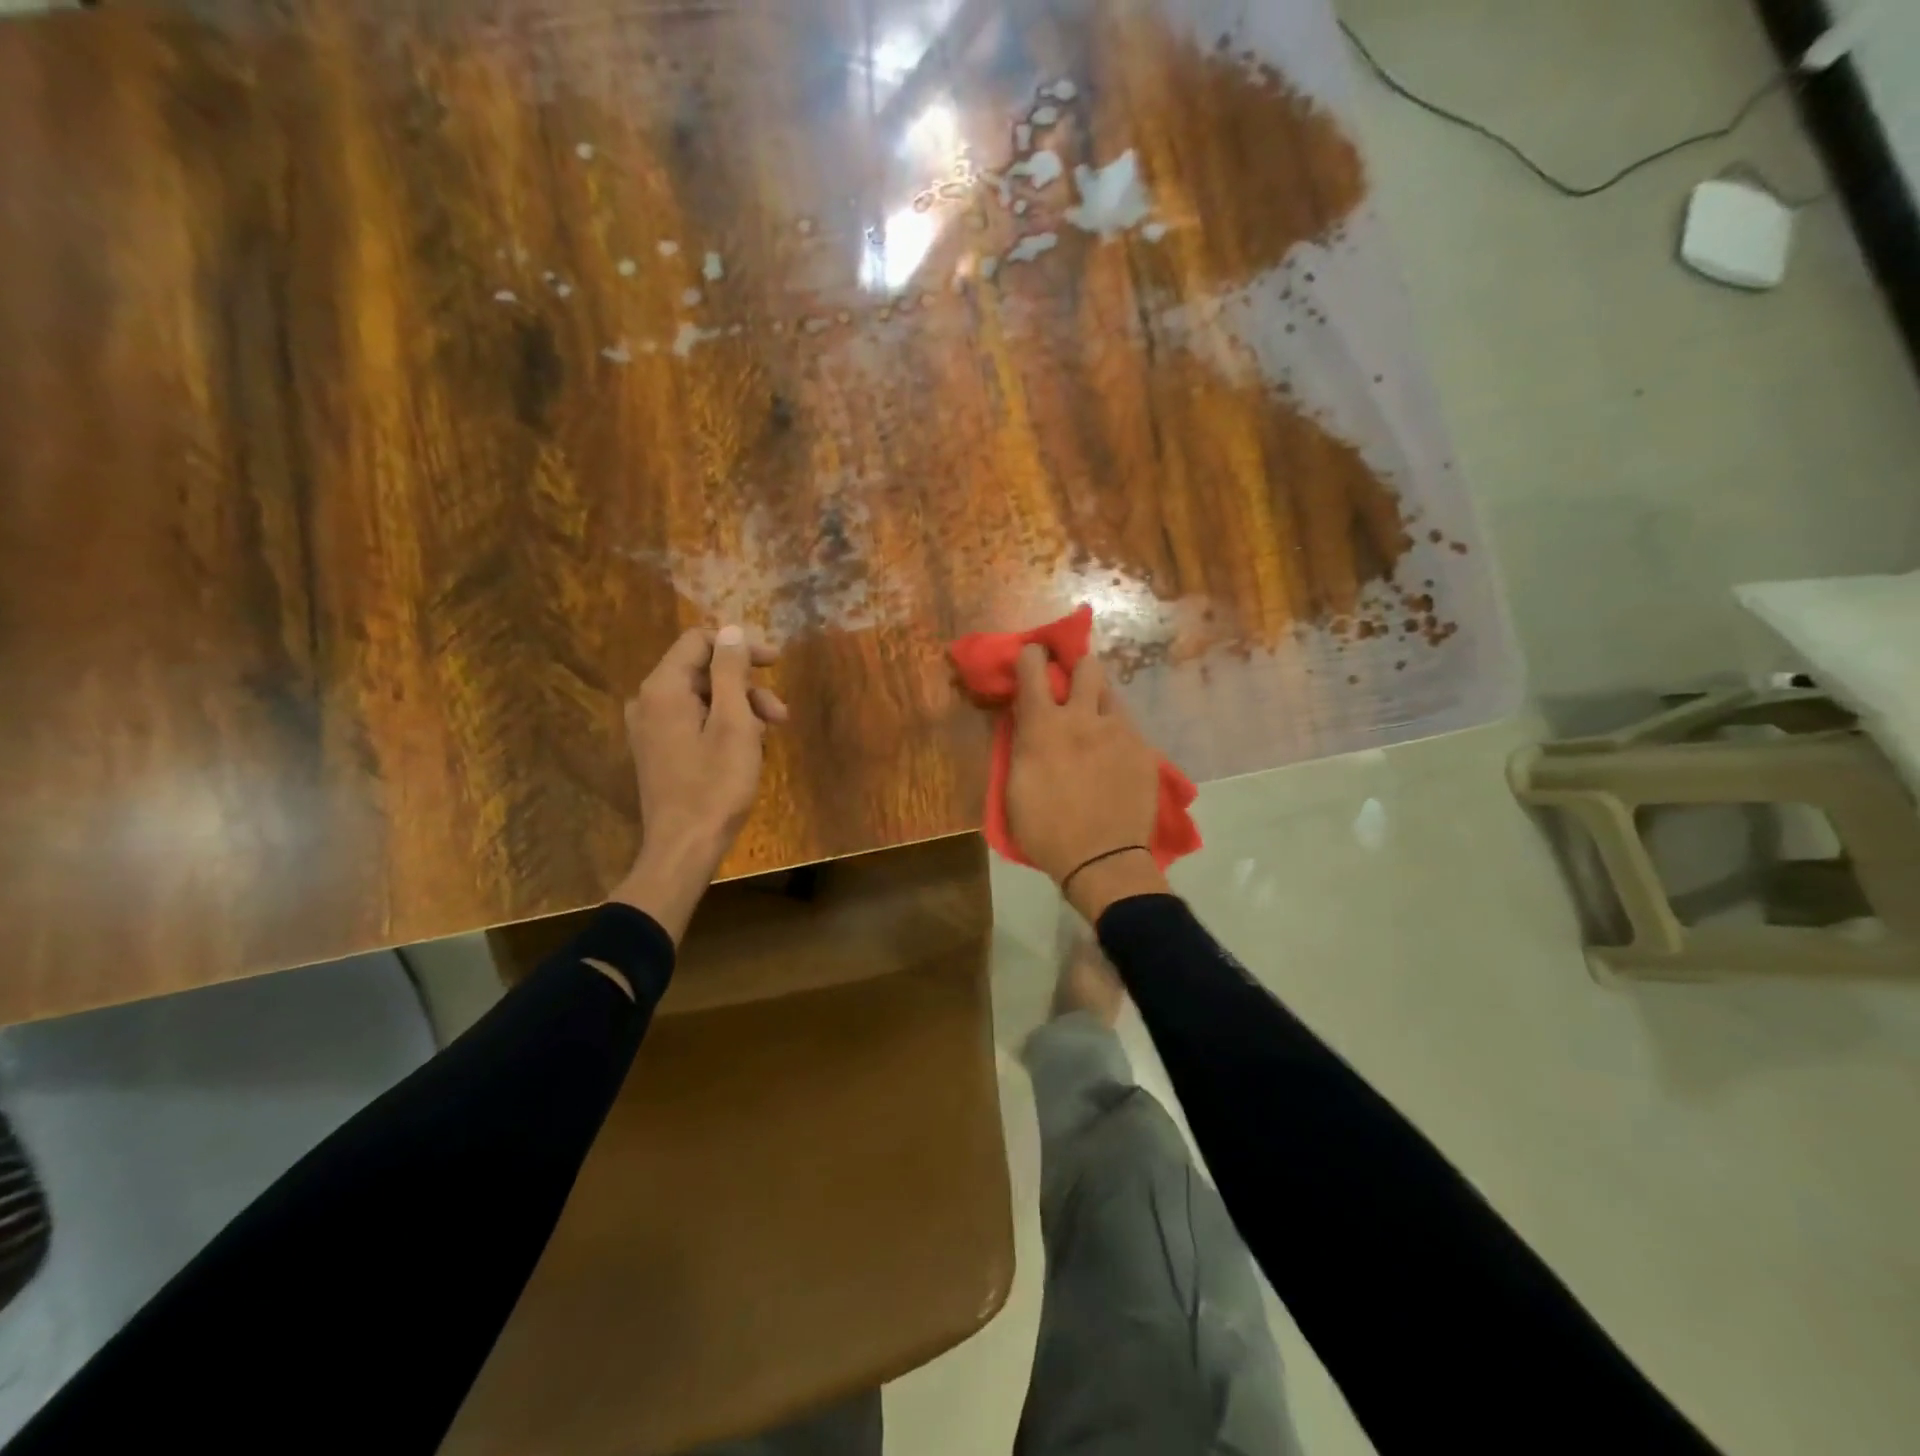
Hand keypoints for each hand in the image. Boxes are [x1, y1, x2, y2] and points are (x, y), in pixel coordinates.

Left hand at [608, 625, 786, 944]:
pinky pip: (694, 722)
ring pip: (702, 700)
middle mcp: (648, 702)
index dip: (740, 647)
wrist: (684, 848)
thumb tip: (730, 631)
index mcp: (663, 689)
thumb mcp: (734, 723)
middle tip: (780, 716)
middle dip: (746, 687)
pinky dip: (723, 728)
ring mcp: (650, 729)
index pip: (699, 641)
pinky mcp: (658, 752)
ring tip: (768, 739)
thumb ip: (730, 672)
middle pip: (702, 672)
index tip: (775, 664)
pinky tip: (746, 753)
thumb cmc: (715, 785)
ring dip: (740, 710)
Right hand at [1005, 645, 1168, 920]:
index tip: (1033, 656)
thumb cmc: (1045, 830)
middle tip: (1072, 689)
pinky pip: (1128, 728)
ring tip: (1096, 728)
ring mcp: (1119, 732)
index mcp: (1044, 726)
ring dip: (1100, 703)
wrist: (1101, 859)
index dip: (1032, 655)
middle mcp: (1083, 718)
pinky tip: (1114, 758)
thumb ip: (1022, 744)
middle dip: (1078, 669)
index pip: (1034, 668)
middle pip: (1088, 666)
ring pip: (1112, 696)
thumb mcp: (1016, 786)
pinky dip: (1117, 734)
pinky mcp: (1143, 750)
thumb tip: (1025, 720)